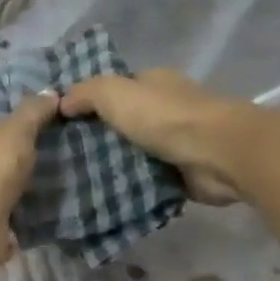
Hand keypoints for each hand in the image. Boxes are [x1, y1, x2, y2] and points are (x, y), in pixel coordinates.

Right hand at [59, 70, 247, 204]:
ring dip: (114, 165)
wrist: (218, 154)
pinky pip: (148, 179)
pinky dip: (132, 187)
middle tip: (63, 158)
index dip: (89, 102)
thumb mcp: (116, 93)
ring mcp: (176, 142)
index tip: (61, 124)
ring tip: (77, 181)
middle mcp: (166, 109)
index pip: (116, 90)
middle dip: (99, 138)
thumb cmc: (166, 117)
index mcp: (154, 83)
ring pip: (135, 153)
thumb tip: (61, 102)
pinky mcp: (182, 173)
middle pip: (124, 123)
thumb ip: (86, 93)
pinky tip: (105, 197)